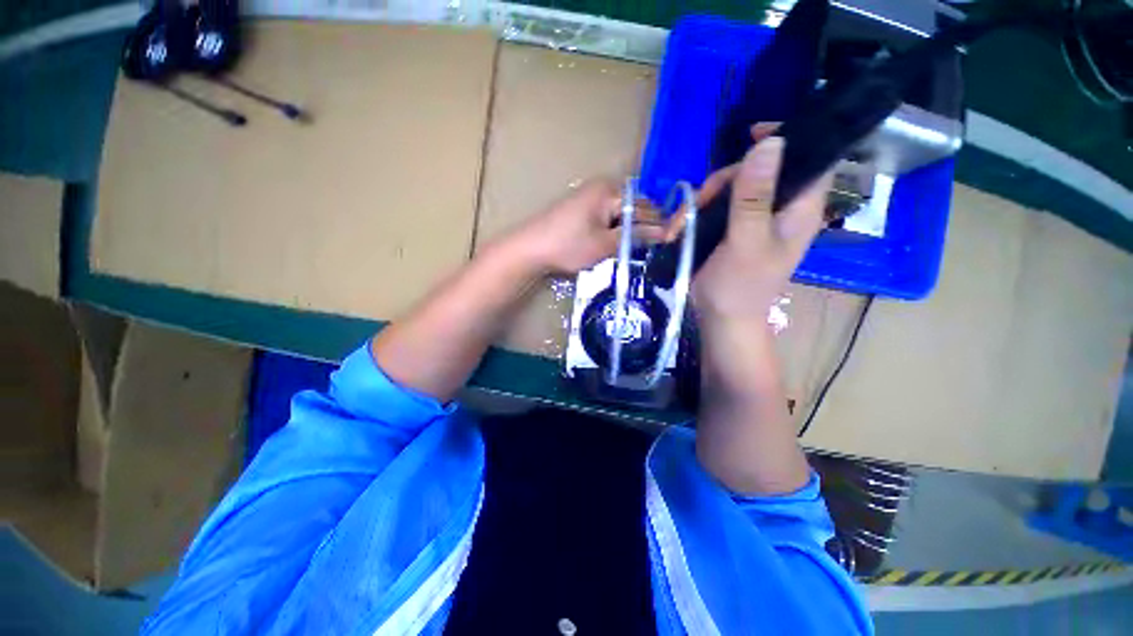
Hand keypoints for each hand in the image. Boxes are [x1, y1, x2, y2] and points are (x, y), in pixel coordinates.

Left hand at [505, 179, 670, 274]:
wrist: (529, 249)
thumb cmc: (568, 246)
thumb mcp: (605, 244)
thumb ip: (635, 236)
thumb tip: (665, 232)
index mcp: (610, 191)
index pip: (644, 207)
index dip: (656, 226)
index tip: (665, 245)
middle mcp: (602, 186)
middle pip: (633, 207)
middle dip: (641, 228)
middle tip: (645, 250)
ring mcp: (590, 195)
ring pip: (620, 212)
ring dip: (627, 230)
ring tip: (630, 249)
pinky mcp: (582, 207)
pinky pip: (607, 215)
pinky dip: (613, 229)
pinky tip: (613, 243)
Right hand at [692, 130, 832, 323]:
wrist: (721, 319)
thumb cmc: (739, 287)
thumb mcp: (745, 242)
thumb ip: (755, 197)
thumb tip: (770, 143)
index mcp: (798, 209)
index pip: (810, 157)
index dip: (789, 138)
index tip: (752, 134)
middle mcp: (779, 209)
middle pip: (757, 169)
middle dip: (723, 181)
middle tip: (700, 202)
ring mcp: (752, 220)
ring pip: (730, 188)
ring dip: (701, 201)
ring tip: (680, 226)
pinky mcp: (731, 230)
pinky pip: (715, 207)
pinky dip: (695, 214)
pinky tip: (679, 229)